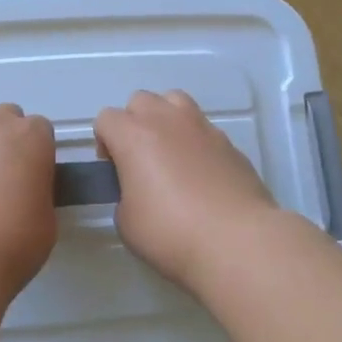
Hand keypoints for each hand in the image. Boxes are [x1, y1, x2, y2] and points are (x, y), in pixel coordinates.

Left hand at [0, 100, 57, 299]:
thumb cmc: (12, 242)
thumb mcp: (46, 220)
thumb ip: (37, 193)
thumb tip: (24, 193)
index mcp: (31, 138)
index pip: (40, 129)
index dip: (37, 151)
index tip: (32, 175)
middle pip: (5, 115)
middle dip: (7, 136)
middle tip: (3, 173)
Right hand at [94, 90, 279, 287]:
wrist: (236, 241)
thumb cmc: (171, 233)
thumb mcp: (127, 222)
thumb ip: (125, 194)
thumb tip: (139, 190)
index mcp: (134, 136)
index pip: (106, 118)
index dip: (104, 142)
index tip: (113, 170)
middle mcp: (167, 120)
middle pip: (140, 100)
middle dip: (134, 123)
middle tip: (140, 159)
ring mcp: (202, 127)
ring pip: (175, 101)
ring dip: (166, 119)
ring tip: (170, 155)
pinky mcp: (229, 143)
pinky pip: (203, 129)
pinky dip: (195, 142)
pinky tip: (201, 175)